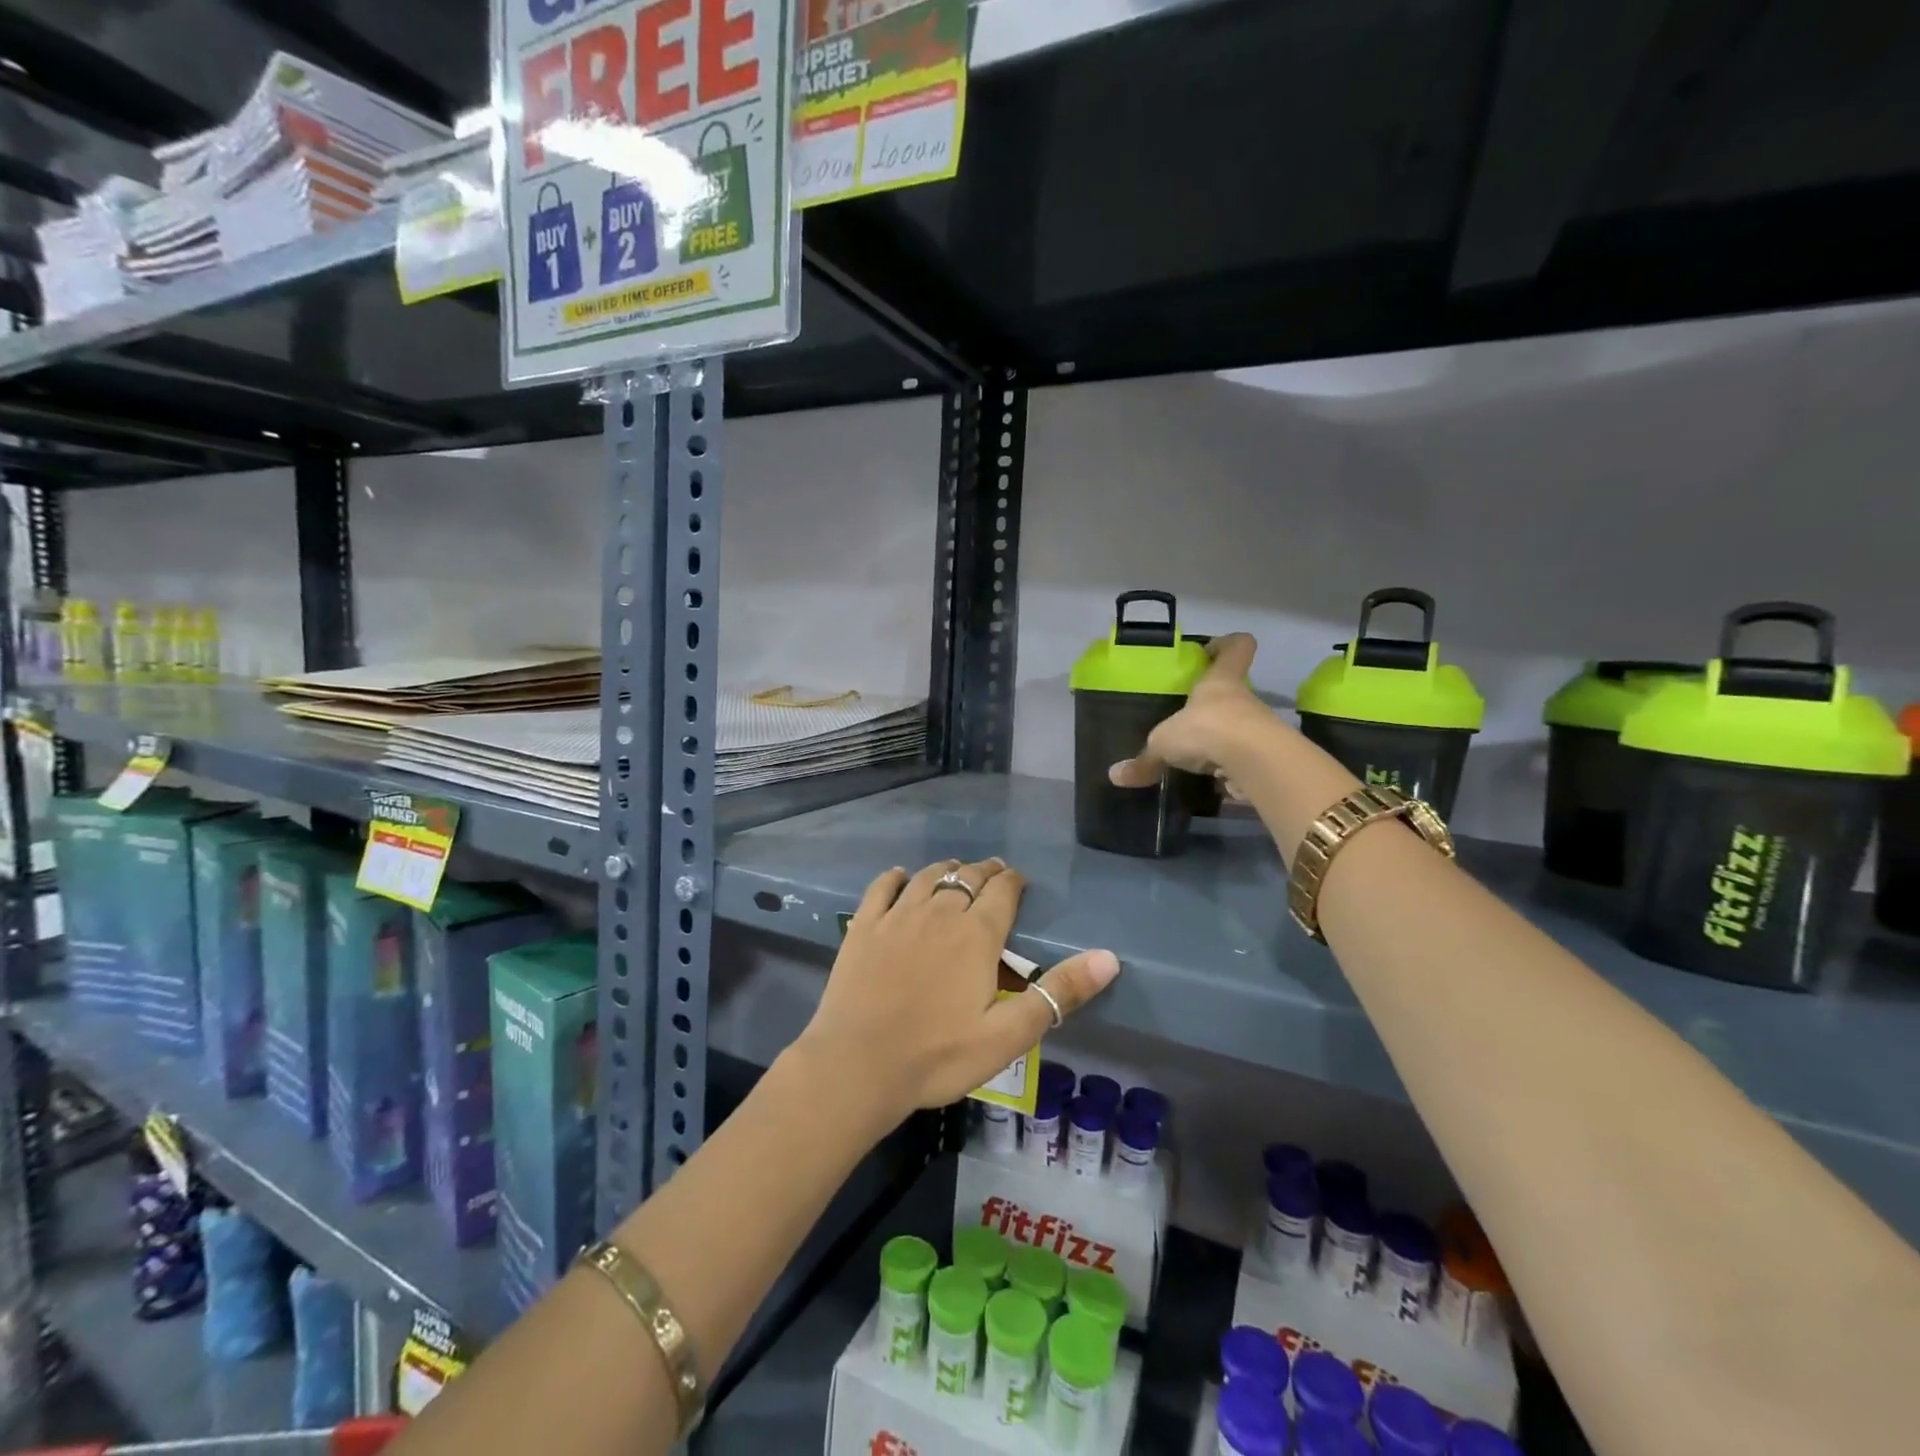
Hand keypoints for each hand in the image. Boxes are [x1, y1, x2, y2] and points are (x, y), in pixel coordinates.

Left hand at [795, 858, 1118, 1124]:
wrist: (857, 1066)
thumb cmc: (938, 1056)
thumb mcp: (1008, 1035)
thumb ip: (1058, 993)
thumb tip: (1109, 957)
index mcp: (976, 935)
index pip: (1002, 892)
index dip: (1013, 881)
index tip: (1018, 880)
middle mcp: (938, 913)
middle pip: (966, 878)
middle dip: (984, 872)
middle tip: (993, 872)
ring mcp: (897, 917)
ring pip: (927, 877)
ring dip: (946, 869)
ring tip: (956, 870)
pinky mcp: (863, 928)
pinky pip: (881, 889)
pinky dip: (894, 878)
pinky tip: (898, 876)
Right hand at [1109, 632, 1278, 788]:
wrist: (1255, 763)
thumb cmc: (1207, 729)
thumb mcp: (1164, 743)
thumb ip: (1145, 760)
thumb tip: (1116, 776)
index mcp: (1220, 682)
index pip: (1237, 647)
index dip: (1226, 644)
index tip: (1209, 651)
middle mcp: (1244, 700)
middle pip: (1234, 693)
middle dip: (1214, 706)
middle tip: (1188, 719)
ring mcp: (1259, 730)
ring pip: (1239, 729)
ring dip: (1222, 741)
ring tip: (1196, 758)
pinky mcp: (1266, 759)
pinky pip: (1244, 761)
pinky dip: (1230, 770)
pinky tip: (1212, 782)